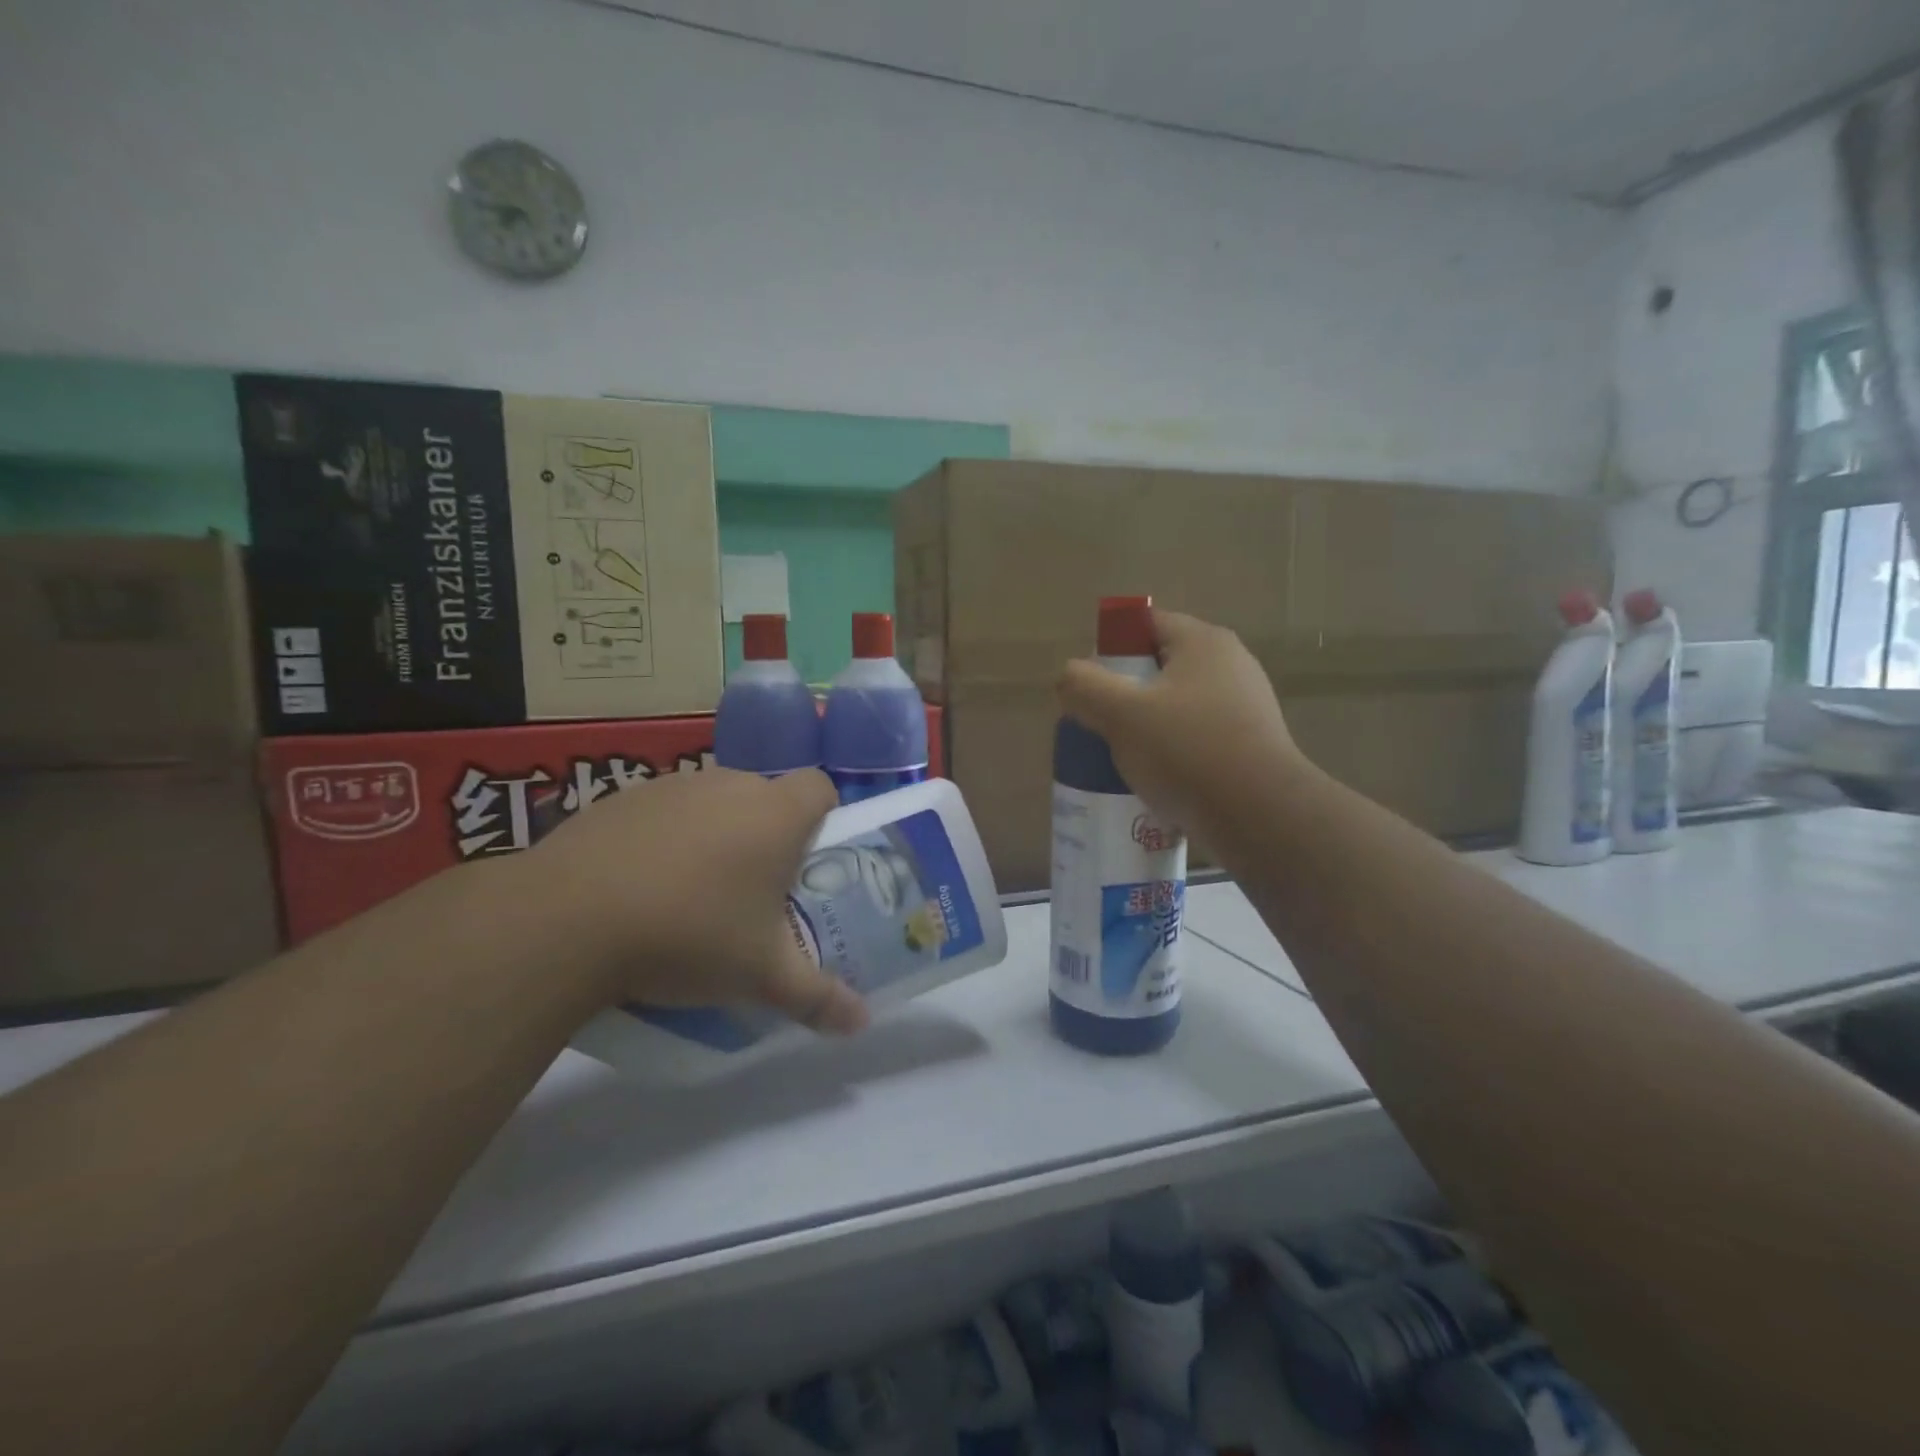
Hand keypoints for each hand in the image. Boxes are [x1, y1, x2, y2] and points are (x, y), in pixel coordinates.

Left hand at [520, 767, 867, 1034]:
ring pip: (714, 802)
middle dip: (768, 834)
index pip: (820, 788)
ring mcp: (672, 786)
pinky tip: (642, 886)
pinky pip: (664, 811)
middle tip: (754, 891)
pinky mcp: (620, 798)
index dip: (822, 818)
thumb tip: (860, 1023)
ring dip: (716, 834)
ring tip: (694, 893)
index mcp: (775, 814)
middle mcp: (729, 785)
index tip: (807, 861)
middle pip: (766, 796)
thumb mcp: (759, 976)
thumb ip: (816, 997)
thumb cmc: (689, 935)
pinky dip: (666, 837)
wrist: (565, 920)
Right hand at [1057, 609, 1303, 839]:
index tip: (1090, 686)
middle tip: (1098, 724)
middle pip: (1160, 667)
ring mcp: (1246, 707)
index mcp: (1203, 642)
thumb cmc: (1187, 751)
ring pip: (1177, 707)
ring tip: (1121, 758)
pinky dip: (1172, 753)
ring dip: (1146, 727)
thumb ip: (1083, 686)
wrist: (1260, 816)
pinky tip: (1154, 781)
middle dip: (1125, 694)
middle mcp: (1232, 665)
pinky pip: (1197, 739)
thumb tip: (1068, 677)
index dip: (1111, 648)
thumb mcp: (1120, 714)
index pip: (1146, 624)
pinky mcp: (1250, 746)